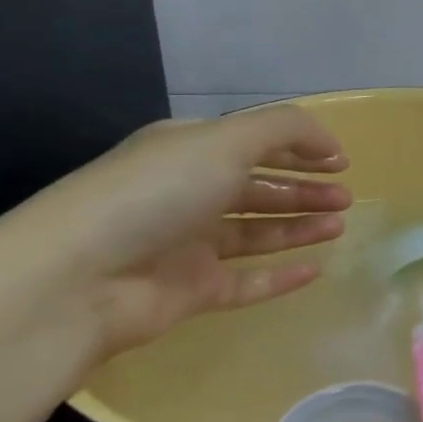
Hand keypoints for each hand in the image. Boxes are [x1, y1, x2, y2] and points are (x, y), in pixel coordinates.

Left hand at [0, 104, 351, 367]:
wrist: (76, 280)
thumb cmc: (155, 194)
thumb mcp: (224, 140)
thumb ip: (285, 129)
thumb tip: (330, 144)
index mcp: (188, 150)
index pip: (253, 143)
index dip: (299, 148)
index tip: (341, 162)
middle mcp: (186, 193)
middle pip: (258, 189)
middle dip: (304, 189)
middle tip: (346, 198)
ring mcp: (186, 245)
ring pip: (255, 233)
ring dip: (298, 227)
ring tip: (339, 226)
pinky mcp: (189, 292)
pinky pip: (245, 282)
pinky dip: (279, 276)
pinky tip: (314, 271)